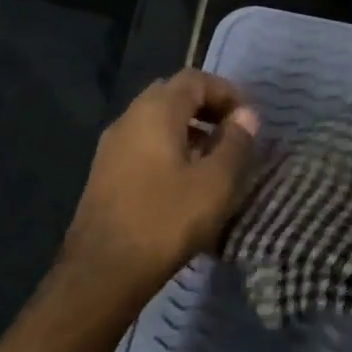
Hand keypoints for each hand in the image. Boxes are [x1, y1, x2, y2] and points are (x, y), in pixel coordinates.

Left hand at [61, 70, 259, 305]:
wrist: (102, 271)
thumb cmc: (165, 221)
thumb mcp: (214, 184)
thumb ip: (235, 143)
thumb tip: (246, 115)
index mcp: (155, 111)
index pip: (194, 79)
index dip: (226, 92)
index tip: (248, 118)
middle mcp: (129, 118)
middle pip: (172, 95)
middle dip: (206, 108)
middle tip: (233, 134)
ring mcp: (112, 145)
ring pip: (156, 120)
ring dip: (188, 129)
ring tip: (214, 159)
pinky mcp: (105, 172)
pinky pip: (143, 143)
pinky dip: (168, 147)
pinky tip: (184, 180)